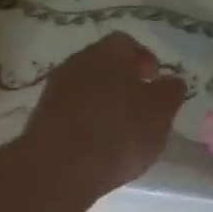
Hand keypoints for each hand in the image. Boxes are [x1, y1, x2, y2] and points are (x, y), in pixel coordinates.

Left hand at [20, 33, 185, 201]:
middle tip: (140, 106)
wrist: (58, 167)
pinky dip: (85, 119)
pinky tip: (96, 143)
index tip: (155, 83)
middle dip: (123, 81)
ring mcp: (56, 87)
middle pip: (104, 64)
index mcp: (108, 52)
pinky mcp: (42, 114)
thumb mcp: (159, 113)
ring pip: (86, 86)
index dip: (144, 61)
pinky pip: (71, 109)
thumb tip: (170, 81)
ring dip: (103, 101)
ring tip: (119, 129)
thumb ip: (170, 92)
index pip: (128, 44)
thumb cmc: (118, 132)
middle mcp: (78, 61)